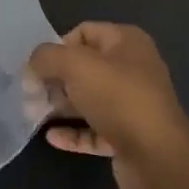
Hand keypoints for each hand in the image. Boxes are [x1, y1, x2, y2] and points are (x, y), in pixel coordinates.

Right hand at [26, 22, 188, 188]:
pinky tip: (52, 138)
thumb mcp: (75, 65)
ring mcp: (132, 104)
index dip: (58, 47)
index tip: (39, 68)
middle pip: (84, 67)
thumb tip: (33, 67)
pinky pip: (94, 129)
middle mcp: (133, 68)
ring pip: (88, 99)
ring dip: (61, 106)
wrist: (156, 156)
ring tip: (35, 114)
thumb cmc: (117, 98)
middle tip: (31, 94)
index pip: (83, 32)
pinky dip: (73, 132)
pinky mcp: (128, 135)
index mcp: (127, 42)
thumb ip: (46, 57)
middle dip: (55, 79)